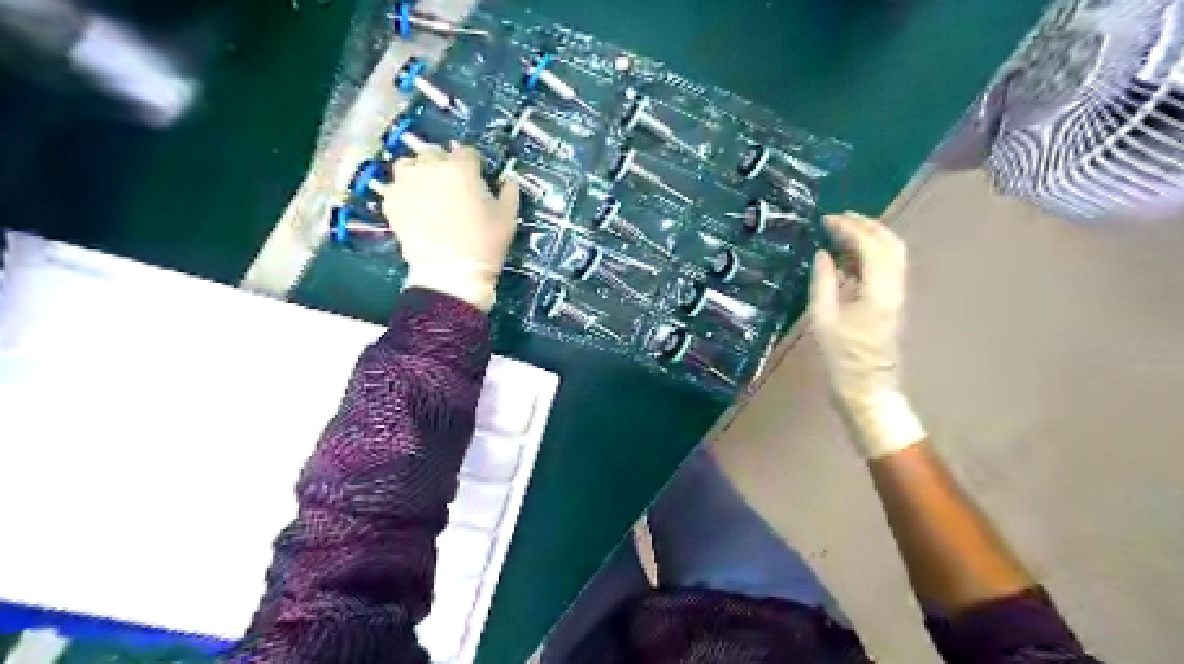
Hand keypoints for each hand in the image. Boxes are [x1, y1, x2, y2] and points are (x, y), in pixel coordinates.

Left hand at [387, 141, 517, 311]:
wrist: (450, 272)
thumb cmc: (484, 244)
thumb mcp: (507, 217)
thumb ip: (509, 192)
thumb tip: (508, 181)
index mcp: (461, 168)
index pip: (467, 152)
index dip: (472, 166)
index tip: (475, 179)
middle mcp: (430, 167)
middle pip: (434, 153)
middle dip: (442, 166)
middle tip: (450, 188)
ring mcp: (406, 182)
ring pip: (409, 165)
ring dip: (418, 174)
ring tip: (426, 193)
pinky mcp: (390, 201)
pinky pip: (395, 188)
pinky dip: (403, 194)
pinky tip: (413, 209)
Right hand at [814, 216, 923, 459]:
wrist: (867, 389)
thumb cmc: (842, 358)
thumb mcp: (823, 320)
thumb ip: (823, 282)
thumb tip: (823, 254)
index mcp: (878, 291)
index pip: (870, 246)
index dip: (849, 228)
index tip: (827, 220)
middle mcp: (895, 288)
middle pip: (891, 244)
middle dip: (867, 225)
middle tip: (840, 218)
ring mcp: (897, 295)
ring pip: (893, 254)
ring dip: (871, 237)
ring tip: (843, 231)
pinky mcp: (892, 303)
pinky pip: (888, 268)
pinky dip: (871, 254)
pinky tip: (849, 257)